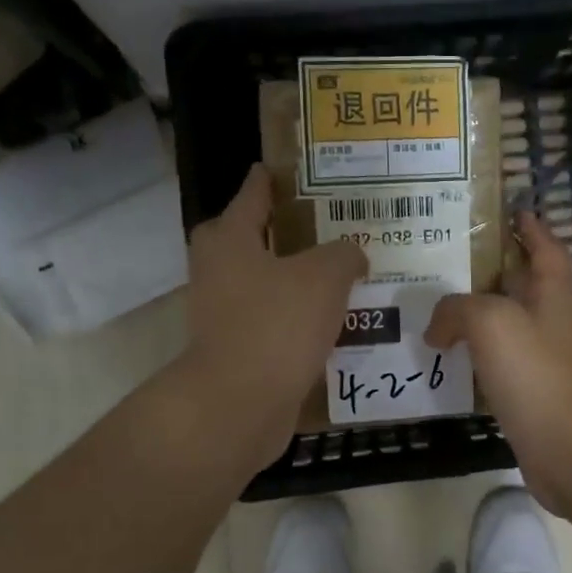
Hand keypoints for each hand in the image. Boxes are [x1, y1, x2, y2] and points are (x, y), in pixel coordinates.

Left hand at [182, 164, 366, 470]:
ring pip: (268, 283)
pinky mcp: (238, 349)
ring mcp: (224, 313)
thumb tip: (352, 255)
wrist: (241, 404)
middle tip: (332, 226)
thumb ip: (344, 254)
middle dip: (290, 232)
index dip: (273, 178)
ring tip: (345, 274)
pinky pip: (276, 321)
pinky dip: (301, 319)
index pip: (253, 193)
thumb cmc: (277, 324)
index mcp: (230, 238)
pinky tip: (337, 322)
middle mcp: (219, 270)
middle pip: (255, 239)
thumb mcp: (324, 275)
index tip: (293, 169)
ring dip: (300, 279)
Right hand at [425, 210, 571, 514]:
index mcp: (556, 296)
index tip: (515, 211)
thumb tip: (437, 328)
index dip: (532, 229)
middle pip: (528, 287)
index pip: (546, 250)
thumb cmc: (536, 375)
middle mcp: (557, 324)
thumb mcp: (491, 323)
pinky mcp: (539, 396)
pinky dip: (482, 357)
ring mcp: (551, 362)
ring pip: (514, 327)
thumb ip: (457, 310)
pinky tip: (454, 362)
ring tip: (443, 311)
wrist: (571, 451)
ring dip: (484, 317)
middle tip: (453, 264)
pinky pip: (506, 365)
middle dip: (497, 272)